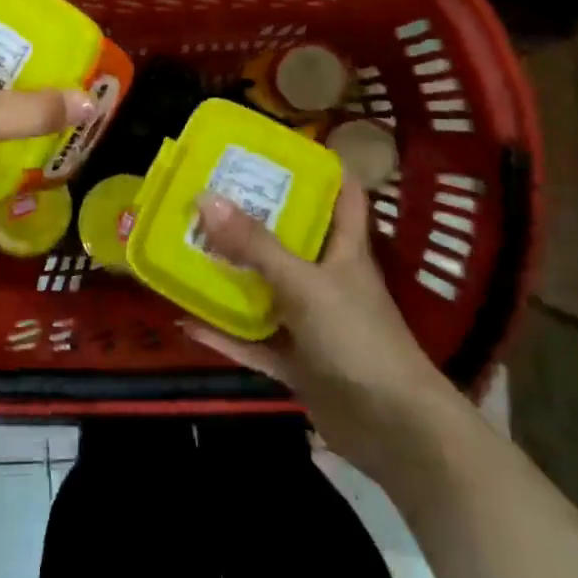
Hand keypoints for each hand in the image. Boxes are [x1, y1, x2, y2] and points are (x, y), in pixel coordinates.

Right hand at [188, 179, 449, 471]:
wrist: (393, 430)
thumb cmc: (358, 338)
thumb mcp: (304, 284)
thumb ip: (255, 246)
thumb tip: (206, 198)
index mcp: (344, 250)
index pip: (342, 195)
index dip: (319, 167)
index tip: (278, 148)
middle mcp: (327, 279)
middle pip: (291, 239)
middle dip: (254, 217)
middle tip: (209, 193)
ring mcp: (311, 323)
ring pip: (266, 290)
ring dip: (231, 275)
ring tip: (188, 248)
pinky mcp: (297, 362)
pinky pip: (253, 341)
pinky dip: (223, 333)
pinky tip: (185, 320)